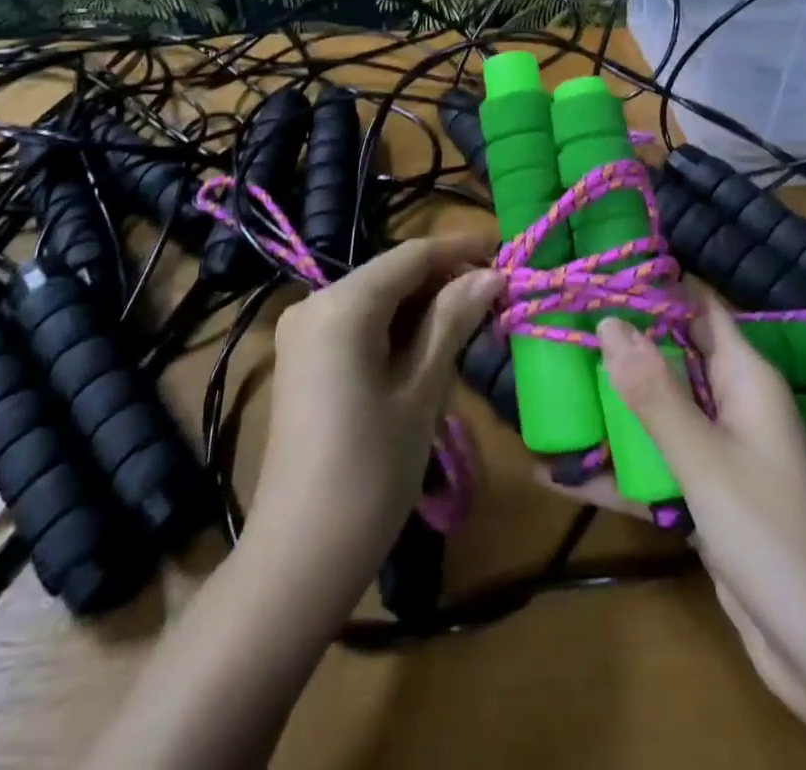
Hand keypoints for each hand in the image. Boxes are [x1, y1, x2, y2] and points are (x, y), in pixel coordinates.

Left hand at [247, 234, 501, 615]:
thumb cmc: (372, 470)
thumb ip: (453, 321)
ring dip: (423, 305)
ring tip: (473, 322)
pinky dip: (395, 327)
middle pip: (391, 274)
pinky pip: (357, 324)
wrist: (300, 556)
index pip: (412, 255)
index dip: (461, 249)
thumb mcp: (421, 390)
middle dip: (444, 280)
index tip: (506, 252)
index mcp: (343, 303)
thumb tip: (491, 274)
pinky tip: (429, 347)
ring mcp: (303, 331)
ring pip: (376, 298)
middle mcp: (315, 302)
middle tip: (497, 297)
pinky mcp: (302, 359)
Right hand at [572, 291, 805, 768]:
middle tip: (554, 324)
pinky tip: (556, 475)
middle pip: (669, 357)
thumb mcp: (705, 460)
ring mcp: (719, 454)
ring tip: (546, 387)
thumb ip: (654, 393)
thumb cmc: (774, 539)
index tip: (595, 270)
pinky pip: (654, 468)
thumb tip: (608, 321)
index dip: (653, 284)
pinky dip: (614, 470)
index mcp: (745, 379)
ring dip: (609, 407)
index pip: (697, 307)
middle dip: (617, 344)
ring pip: (657, 413)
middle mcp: (733, 405)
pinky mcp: (706, 499)